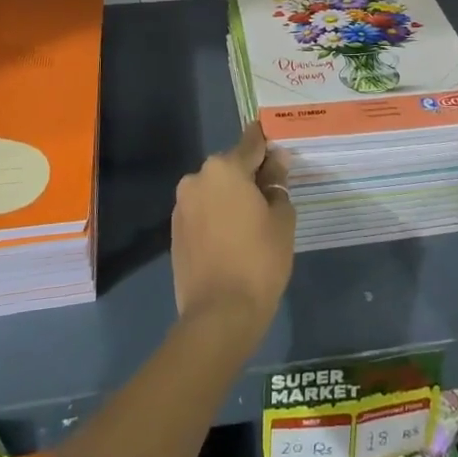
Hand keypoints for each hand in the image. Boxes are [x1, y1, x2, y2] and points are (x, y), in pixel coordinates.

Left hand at [171, 123, 295, 337]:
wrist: (219, 315)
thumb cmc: (259, 260)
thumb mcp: (281, 218)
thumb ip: (278, 183)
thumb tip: (275, 161)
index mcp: (224, 168)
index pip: (252, 142)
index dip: (268, 145)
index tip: (281, 152)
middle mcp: (197, 178)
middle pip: (231, 166)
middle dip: (250, 175)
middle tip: (272, 198)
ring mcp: (182, 205)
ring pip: (215, 189)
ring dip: (232, 197)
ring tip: (253, 224)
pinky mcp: (175, 230)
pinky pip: (203, 211)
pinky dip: (217, 216)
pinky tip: (233, 239)